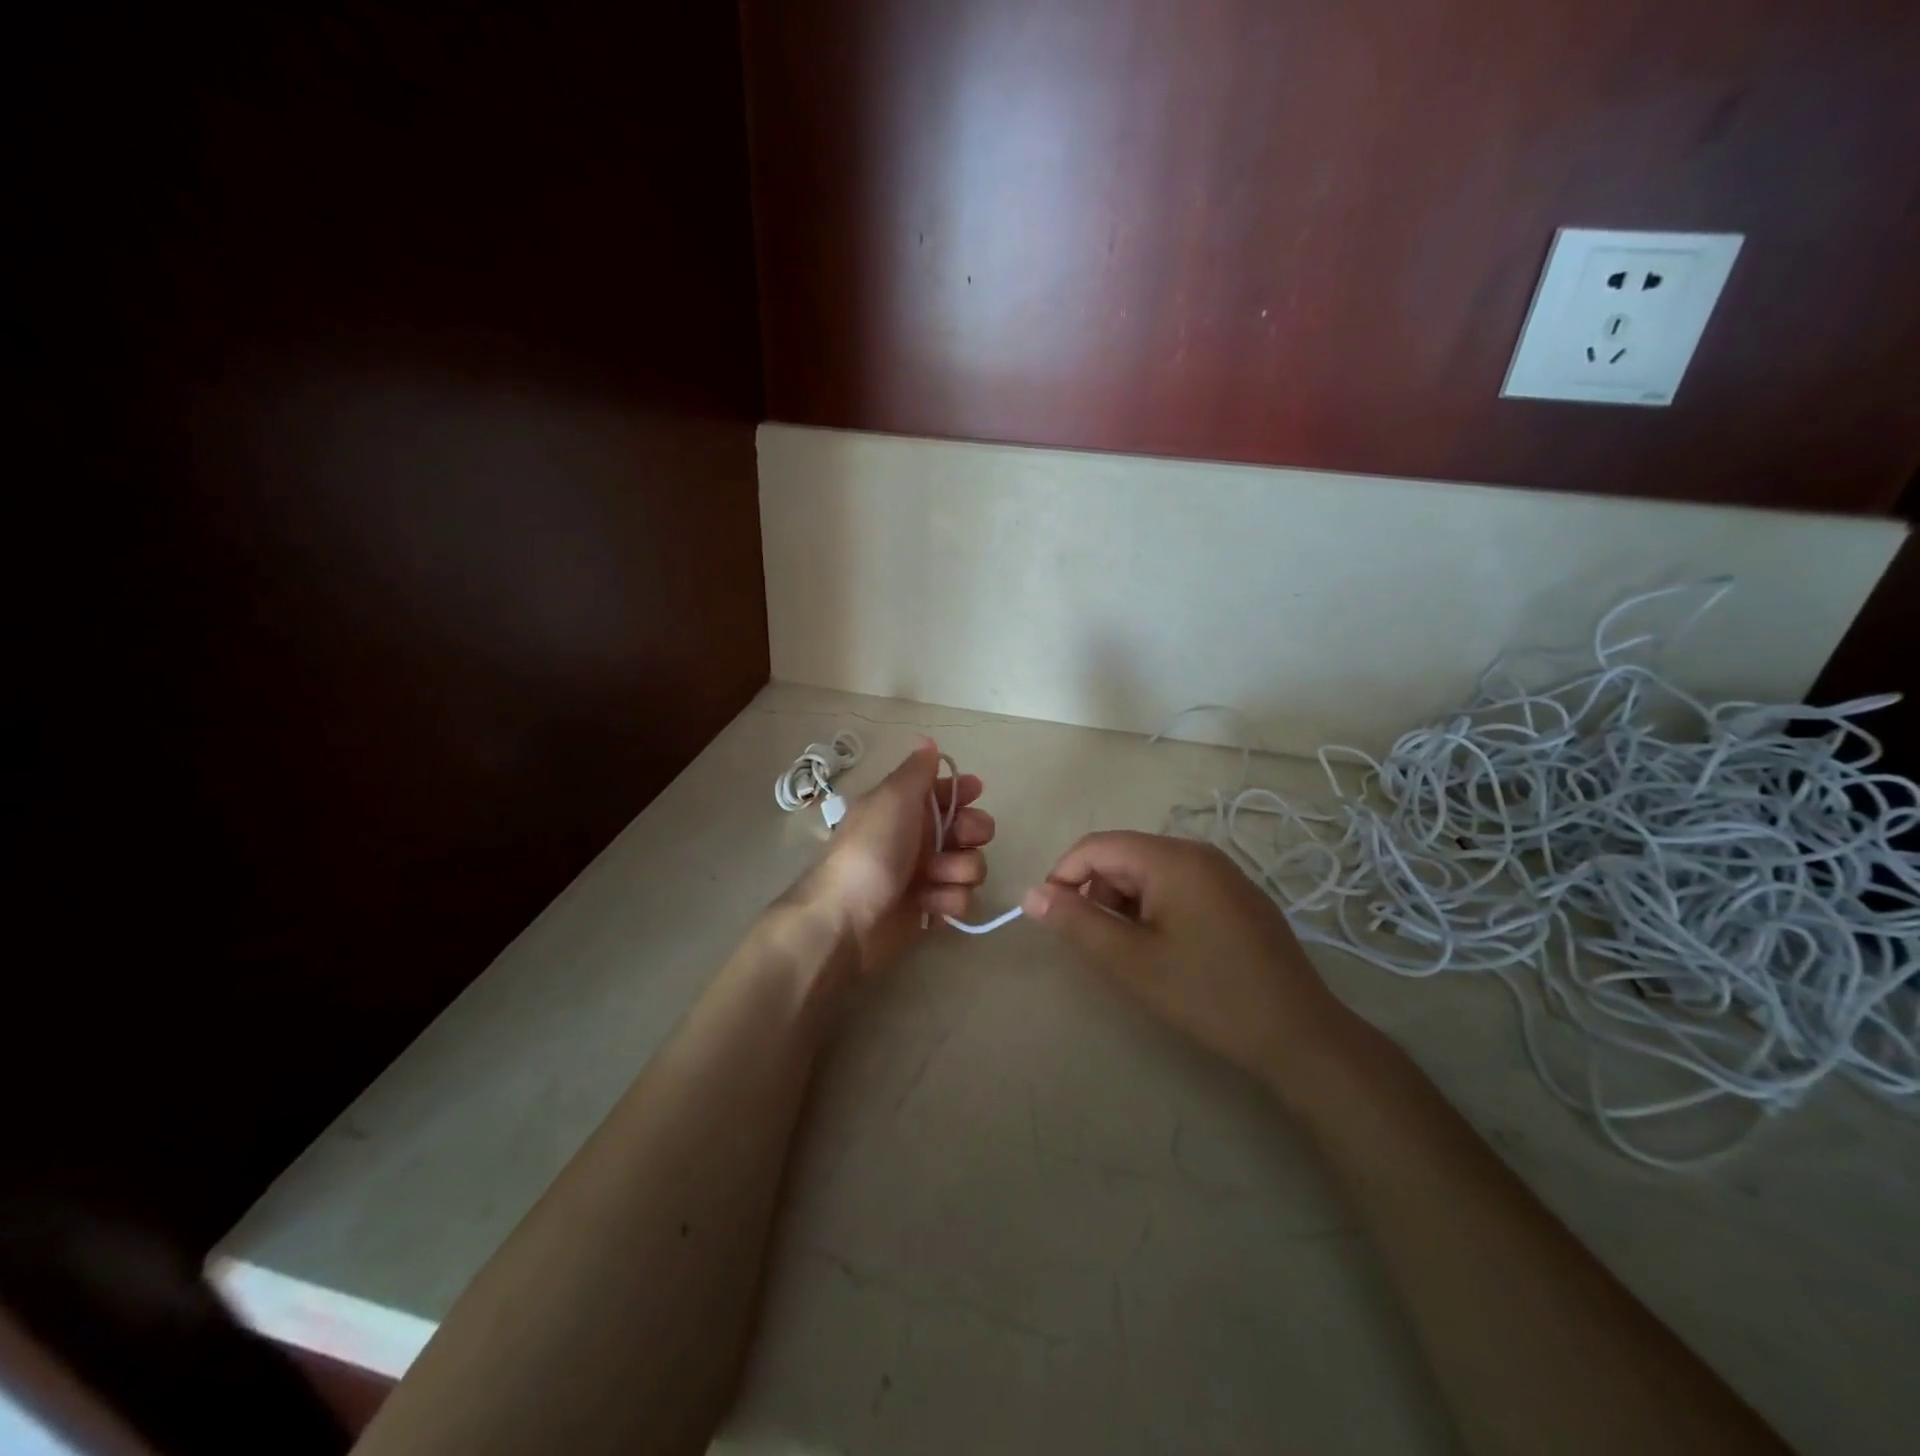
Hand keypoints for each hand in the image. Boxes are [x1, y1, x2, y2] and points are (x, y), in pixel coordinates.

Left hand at [801, 740, 995, 973]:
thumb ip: (916, 771)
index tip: (975, 792)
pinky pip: (962, 899)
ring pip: (971, 864)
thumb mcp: (892, 798)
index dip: (963, 791)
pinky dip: (949, 900)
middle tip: (963, 839)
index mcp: (905, 808)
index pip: (945, 792)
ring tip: (936, 878)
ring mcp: (927, 875)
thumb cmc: (871, 849)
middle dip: (973, 832)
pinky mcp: (932, 909)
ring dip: (959, 870)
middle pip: (970, 828)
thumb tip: (928, 741)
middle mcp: (919, 838)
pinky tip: (931, 904)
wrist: (848, 917)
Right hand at [1021, 832, 1355, 1087]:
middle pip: (1124, 856)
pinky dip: (1155, 909)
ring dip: (1126, 904)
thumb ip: (1076, 922)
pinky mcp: (1237, 896)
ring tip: (1132, 953)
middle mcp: (1198, 853)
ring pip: (1150, 872)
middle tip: (1097, 944)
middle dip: (1097, 893)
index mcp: (1171, 858)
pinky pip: (1179, 886)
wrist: (1297, 1033)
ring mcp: (1223, 872)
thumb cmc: (1206, 993)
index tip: (1052, 919)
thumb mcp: (1130, 961)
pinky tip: (1166, 951)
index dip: (1063, 876)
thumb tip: (1031, 893)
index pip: (1096, 846)